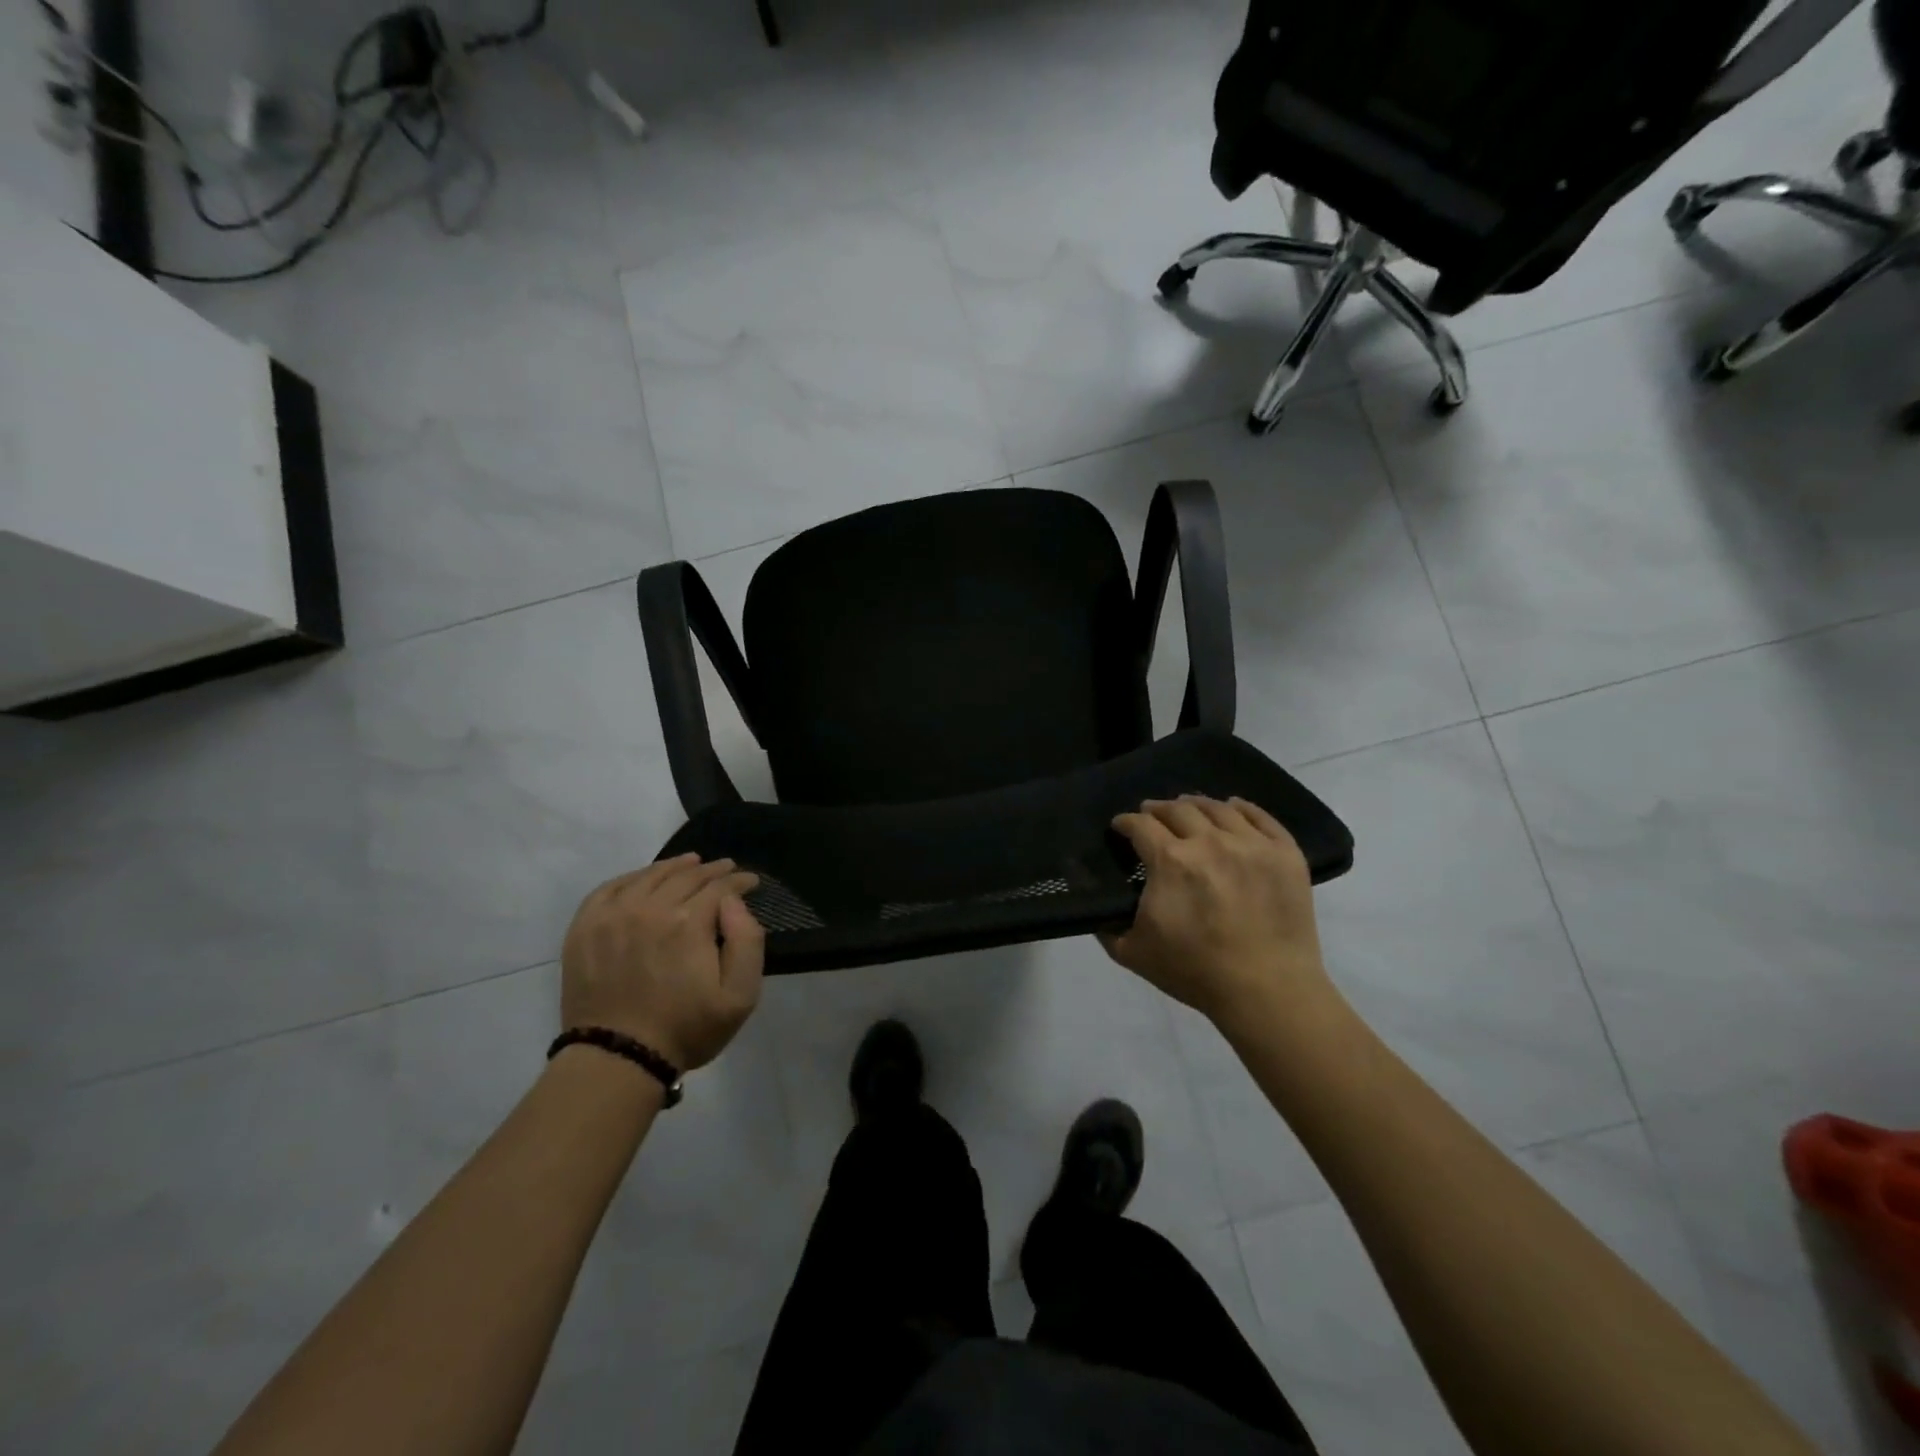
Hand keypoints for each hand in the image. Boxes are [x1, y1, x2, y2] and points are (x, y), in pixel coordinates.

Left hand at [560, 854, 765, 1071]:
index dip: (740, 881)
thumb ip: (747, 940)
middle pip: (687, 875)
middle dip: (713, 870)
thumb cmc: (686, 1029)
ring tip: (692, 862)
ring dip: (676, 866)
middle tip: (727, 868)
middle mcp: (650, 907)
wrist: (618, 1058)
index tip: (751, 882)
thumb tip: (733, 902)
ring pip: (650, 875)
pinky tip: (644, 878)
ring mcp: (613, 915)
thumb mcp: (740, 996)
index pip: (720, 886)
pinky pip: (611, 887)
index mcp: (689, 922)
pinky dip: (633, 876)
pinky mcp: (585, 928)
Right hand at [1102, 796, 1336, 1030]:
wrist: (1268, 992)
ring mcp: (1252, 844)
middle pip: (1177, 809)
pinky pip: (1260, 816)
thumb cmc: (1196, 973)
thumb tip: (1097, 913)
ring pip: (1218, 808)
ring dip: (1195, 804)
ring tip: (1189, 808)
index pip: (1140, 825)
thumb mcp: (1134, 954)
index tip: (1121, 826)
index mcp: (1171, 861)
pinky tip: (1232, 808)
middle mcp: (1210, 841)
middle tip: (1152, 815)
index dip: (1126, 822)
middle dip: (1158, 809)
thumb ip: (1107, 929)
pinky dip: (1242, 808)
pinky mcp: (1285, 853)